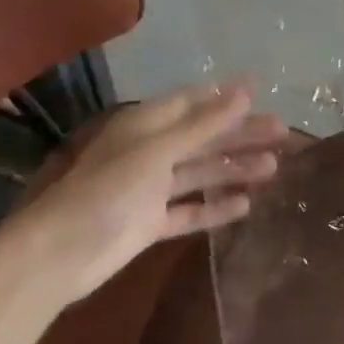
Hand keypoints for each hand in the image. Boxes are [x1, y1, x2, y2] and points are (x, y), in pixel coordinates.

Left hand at [0, 83, 285, 302]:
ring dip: (235, 169)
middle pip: (205, 137)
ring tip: (273, 168)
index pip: (194, 102)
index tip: (262, 93)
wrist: (60, 253)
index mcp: (149, 124)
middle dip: (241, 134)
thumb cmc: (109, 189)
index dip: (227, 97)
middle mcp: (152, 150)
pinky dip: (216, 207)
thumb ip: (205, 123)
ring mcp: (151, 188)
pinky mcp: (151, 222)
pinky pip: (191, 210)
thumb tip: (246, 90)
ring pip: (202, 173)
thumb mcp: (160, 149)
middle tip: (282, 133)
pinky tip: (245, 205)